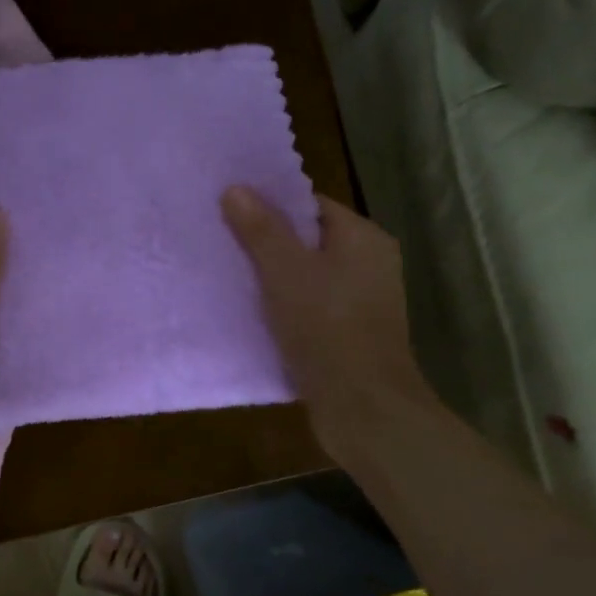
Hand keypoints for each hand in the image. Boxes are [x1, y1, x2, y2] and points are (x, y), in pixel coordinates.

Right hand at [222, 187, 435, 464]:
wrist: (362, 407)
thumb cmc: (326, 327)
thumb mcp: (285, 272)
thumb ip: (261, 229)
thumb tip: (236, 188)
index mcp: (364, 238)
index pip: (311, 205)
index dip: (271, 207)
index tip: (231, 213)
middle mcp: (371, 263)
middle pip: (309, 241)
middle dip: (268, 244)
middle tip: (224, 245)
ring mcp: (364, 302)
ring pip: (309, 277)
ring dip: (275, 280)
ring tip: (231, 278)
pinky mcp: (352, 335)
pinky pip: (312, 308)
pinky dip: (286, 308)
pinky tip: (253, 316)